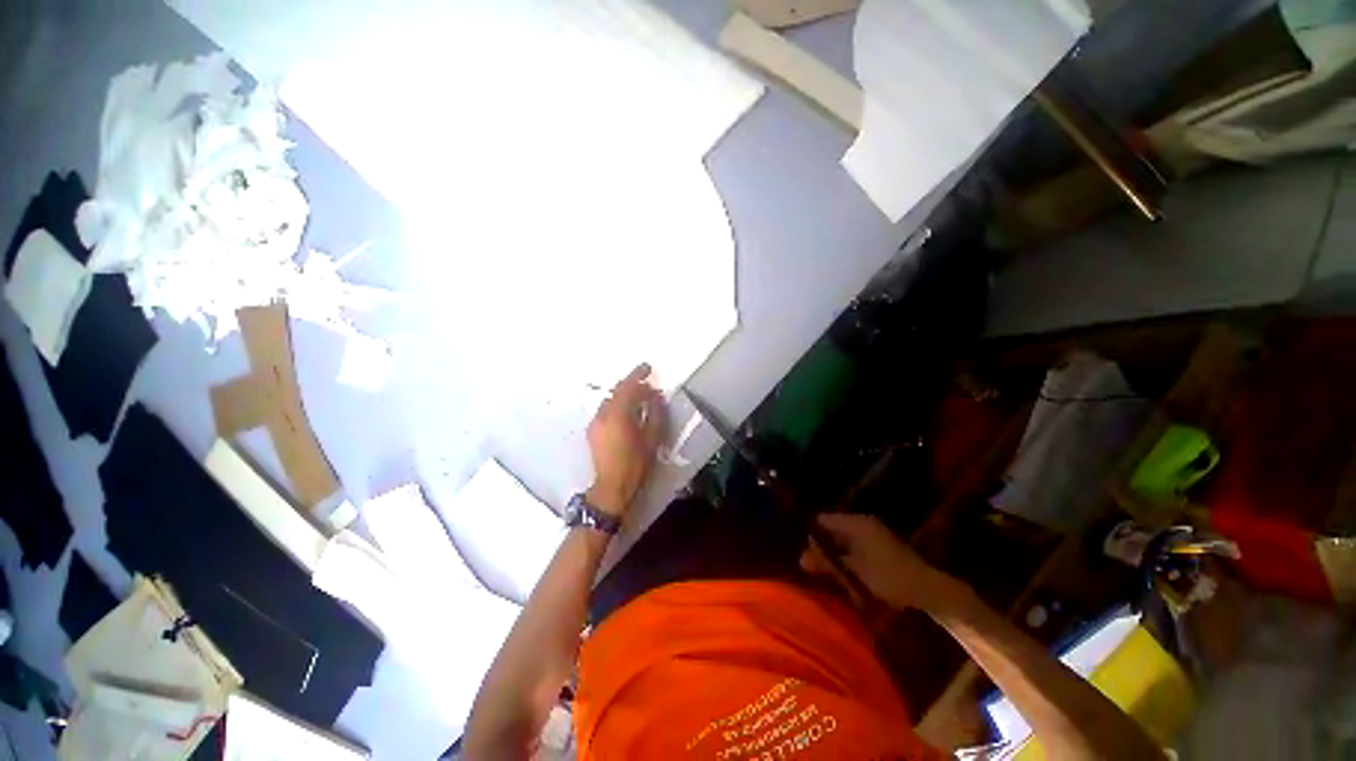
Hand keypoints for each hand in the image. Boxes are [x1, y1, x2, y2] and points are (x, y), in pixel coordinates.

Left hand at [586, 364, 665, 517]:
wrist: (612, 487)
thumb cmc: (636, 463)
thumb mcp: (652, 437)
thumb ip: (656, 413)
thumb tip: (656, 397)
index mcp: (618, 414)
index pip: (627, 387)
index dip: (638, 375)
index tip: (648, 367)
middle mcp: (603, 414)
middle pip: (617, 391)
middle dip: (633, 386)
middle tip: (648, 387)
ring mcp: (595, 422)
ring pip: (610, 400)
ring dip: (625, 396)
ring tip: (639, 401)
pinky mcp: (592, 431)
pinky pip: (606, 410)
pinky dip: (617, 406)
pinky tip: (627, 414)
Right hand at [800, 514, 963, 611]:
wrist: (929, 590)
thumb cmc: (888, 577)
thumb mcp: (854, 571)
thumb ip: (827, 563)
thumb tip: (800, 558)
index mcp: (856, 523)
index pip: (823, 520)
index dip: (811, 535)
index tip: (803, 552)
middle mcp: (864, 523)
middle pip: (833, 529)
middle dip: (823, 547)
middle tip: (812, 566)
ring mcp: (875, 534)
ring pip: (845, 540)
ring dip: (836, 554)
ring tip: (827, 572)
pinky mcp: (882, 547)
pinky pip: (856, 548)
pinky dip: (849, 559)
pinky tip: (846, 575)